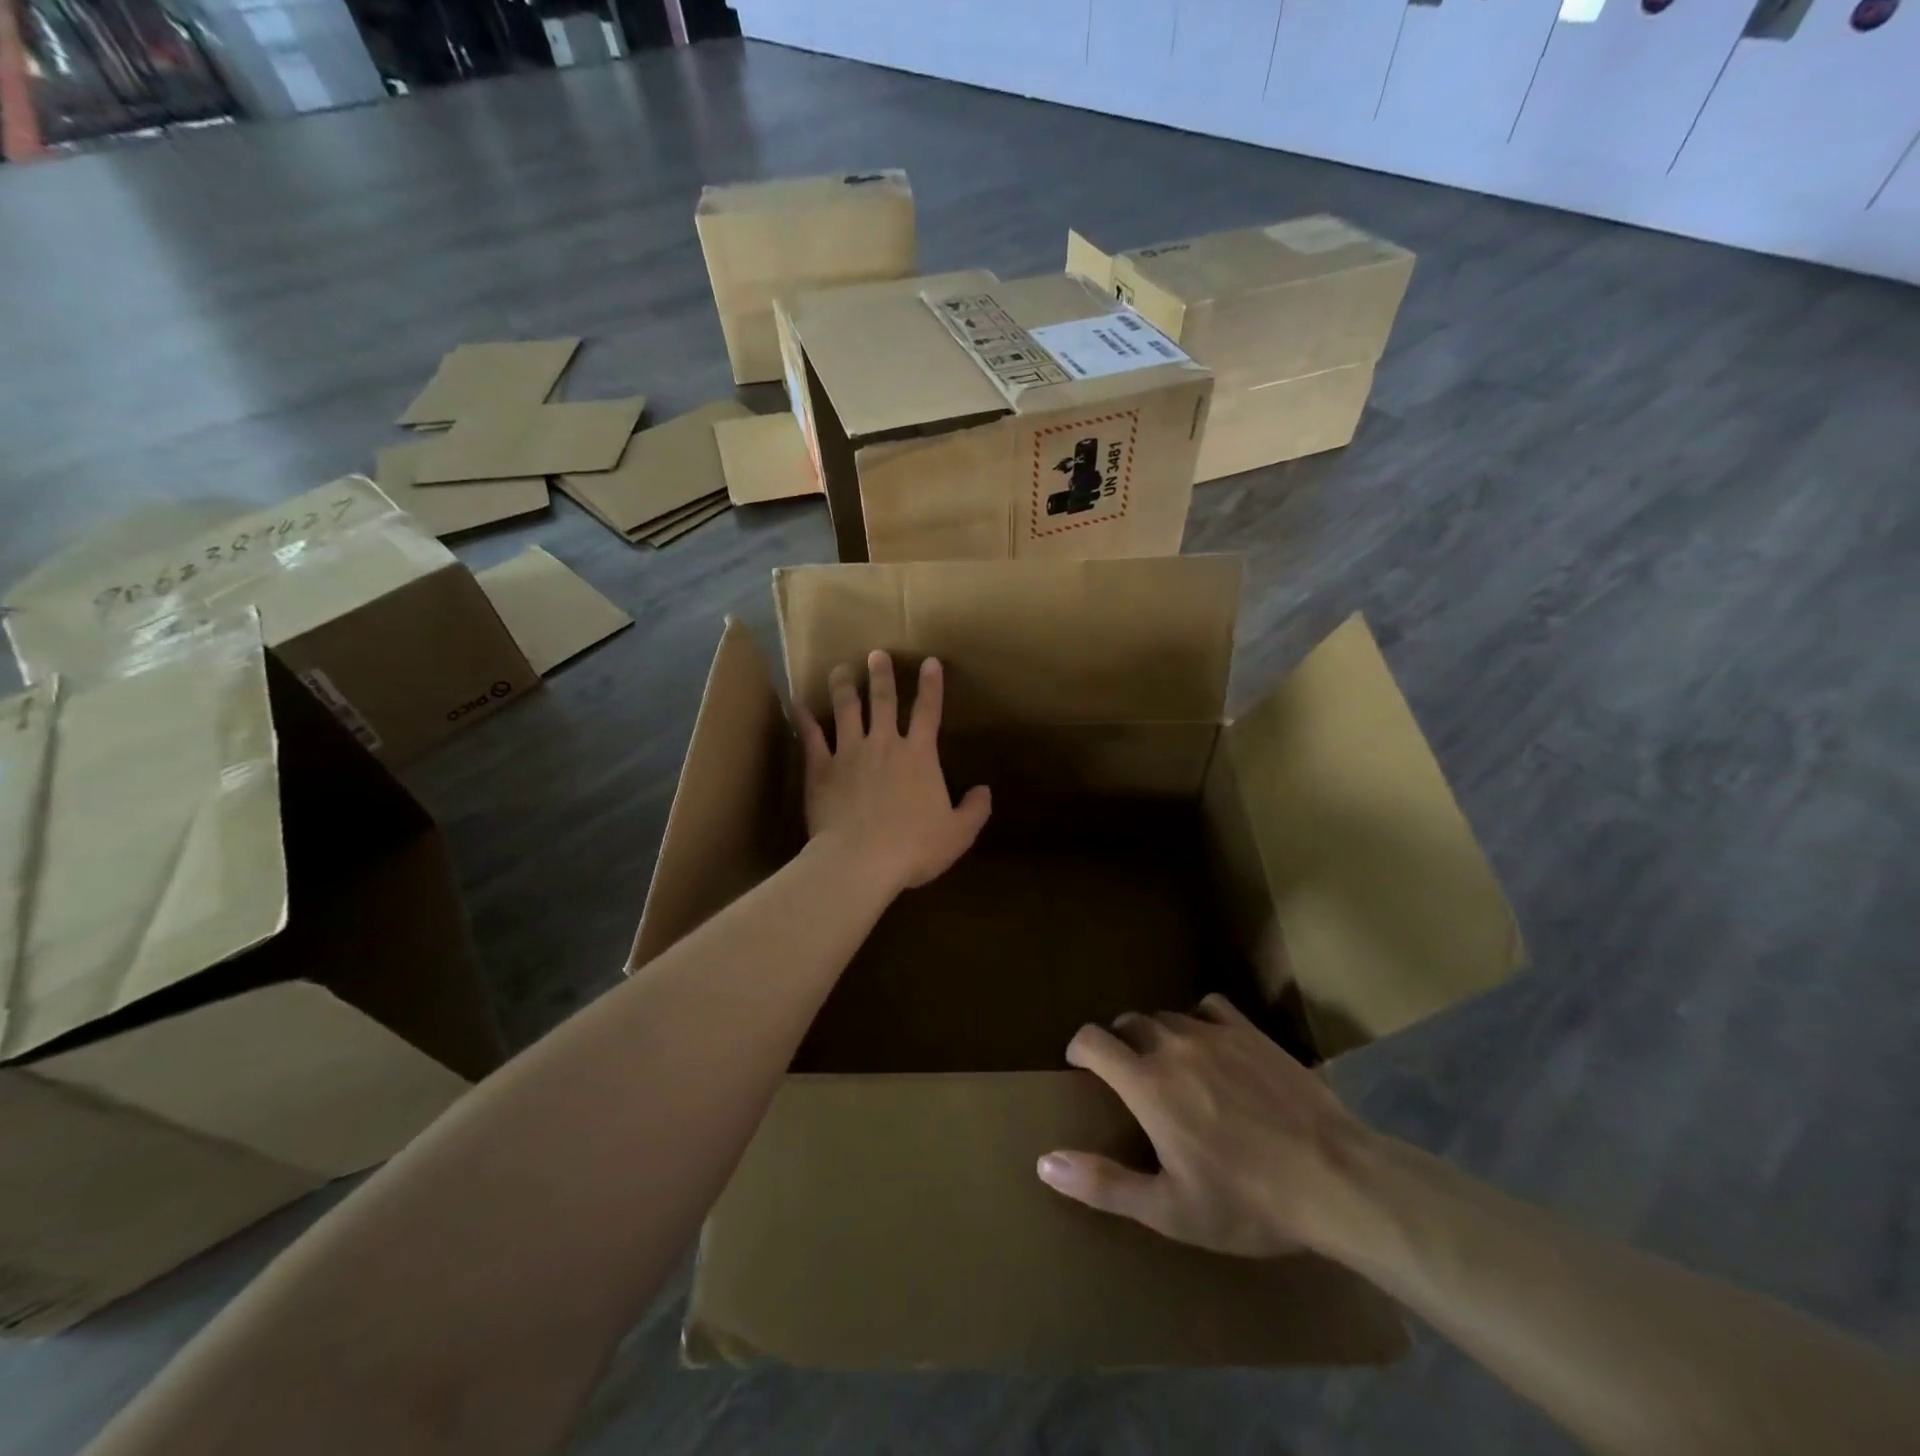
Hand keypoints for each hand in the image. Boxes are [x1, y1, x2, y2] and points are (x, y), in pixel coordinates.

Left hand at [796, 651, 991, 897]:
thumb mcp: (958, 833)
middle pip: (883, 701)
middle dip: (881, 675)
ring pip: (846, 710)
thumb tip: (984, 791)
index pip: (928, 712)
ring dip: (844, 687)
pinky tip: (796, 703)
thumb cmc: (914, 847)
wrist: (861, 860)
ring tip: (840, 669)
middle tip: (876, 654)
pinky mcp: (821, 769)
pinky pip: (810, 737)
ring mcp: (849, 753)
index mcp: (919, 756)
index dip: (931, 686)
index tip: (930, 662)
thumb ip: (974, 809)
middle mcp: (884, 744)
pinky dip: (803, 719)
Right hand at [1036, 995, 1369, 1258]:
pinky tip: (1211, 1045)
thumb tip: (1045, 1162)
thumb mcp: (1169, 1210)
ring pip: (1167, 1016)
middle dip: (1119, 1044)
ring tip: (1172, 1067)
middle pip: (1129, 1023)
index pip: (1092, 1040)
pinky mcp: (1250, 1032)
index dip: (1079, 1048)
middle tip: (1130, 1079)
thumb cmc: (1246, 1202)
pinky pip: (1209, 1007)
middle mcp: (1172, 1045)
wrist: (1335, 1178)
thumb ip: (1103, 1184)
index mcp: (1146, 1083)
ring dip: (1157, 1036)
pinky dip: (1198, 1020)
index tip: (1081, 1067)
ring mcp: (1214, 1033)